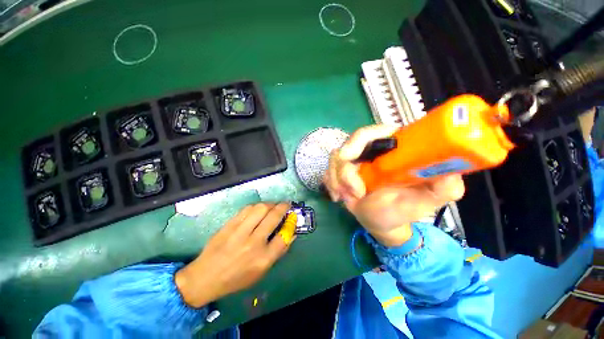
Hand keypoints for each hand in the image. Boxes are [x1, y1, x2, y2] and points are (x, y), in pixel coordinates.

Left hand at [175, 203, 295, 307]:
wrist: (205, 277)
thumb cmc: (236, 278)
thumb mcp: (261, 271)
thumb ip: (278, 252)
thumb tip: (291, 234)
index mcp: (263, 259)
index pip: (284, 236)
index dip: (291, 224)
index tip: (292, 217)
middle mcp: (253, 243)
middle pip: (273, 217)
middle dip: (283, 207)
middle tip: (286, 205)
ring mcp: (239, 232)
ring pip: (260, 208)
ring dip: (270, 204)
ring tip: (273, 206)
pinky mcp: (229, 225)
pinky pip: (247, 209)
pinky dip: (257, 206)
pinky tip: (259, 208)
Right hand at [324, 125, 464, 246]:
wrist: (380, 221)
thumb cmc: (402, 210)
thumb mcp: (426, 202)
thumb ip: (444, 188)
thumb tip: (450, 173)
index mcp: (393, 150)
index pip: (378, 131)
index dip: (365, 139)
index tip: (357, 160)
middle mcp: (371, 150)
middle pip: (349, 143)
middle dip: (346, 169)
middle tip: (353, 190)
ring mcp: (353, 160)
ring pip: (335, 158)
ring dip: (338, 180)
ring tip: (348, 198)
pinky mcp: (341, 170)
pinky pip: (328, 171)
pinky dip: (331, 184)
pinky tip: (338, 197)